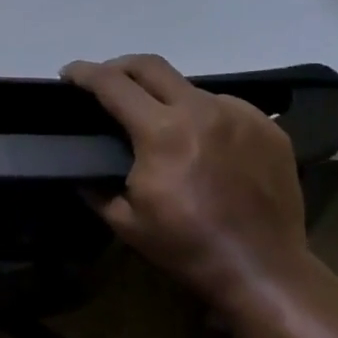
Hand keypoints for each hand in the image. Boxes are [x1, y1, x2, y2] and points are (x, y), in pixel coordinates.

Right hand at [62, 54, 310, 309]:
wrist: (265, 272)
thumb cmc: (188, 248)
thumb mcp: (125, 222)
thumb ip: (94, 186)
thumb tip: (77, 168)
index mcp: (162, 131)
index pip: (112, 83)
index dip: (84, 73)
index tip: (68, 74)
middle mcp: (202, 110)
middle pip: (150, 65)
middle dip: (120, 66)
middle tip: (106, 83)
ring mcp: (240, 115)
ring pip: (189, 86)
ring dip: (165, 96)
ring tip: (161, 123)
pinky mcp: (268, 128)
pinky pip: (225, 106)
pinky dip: (204, 115)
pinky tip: (203, 141)